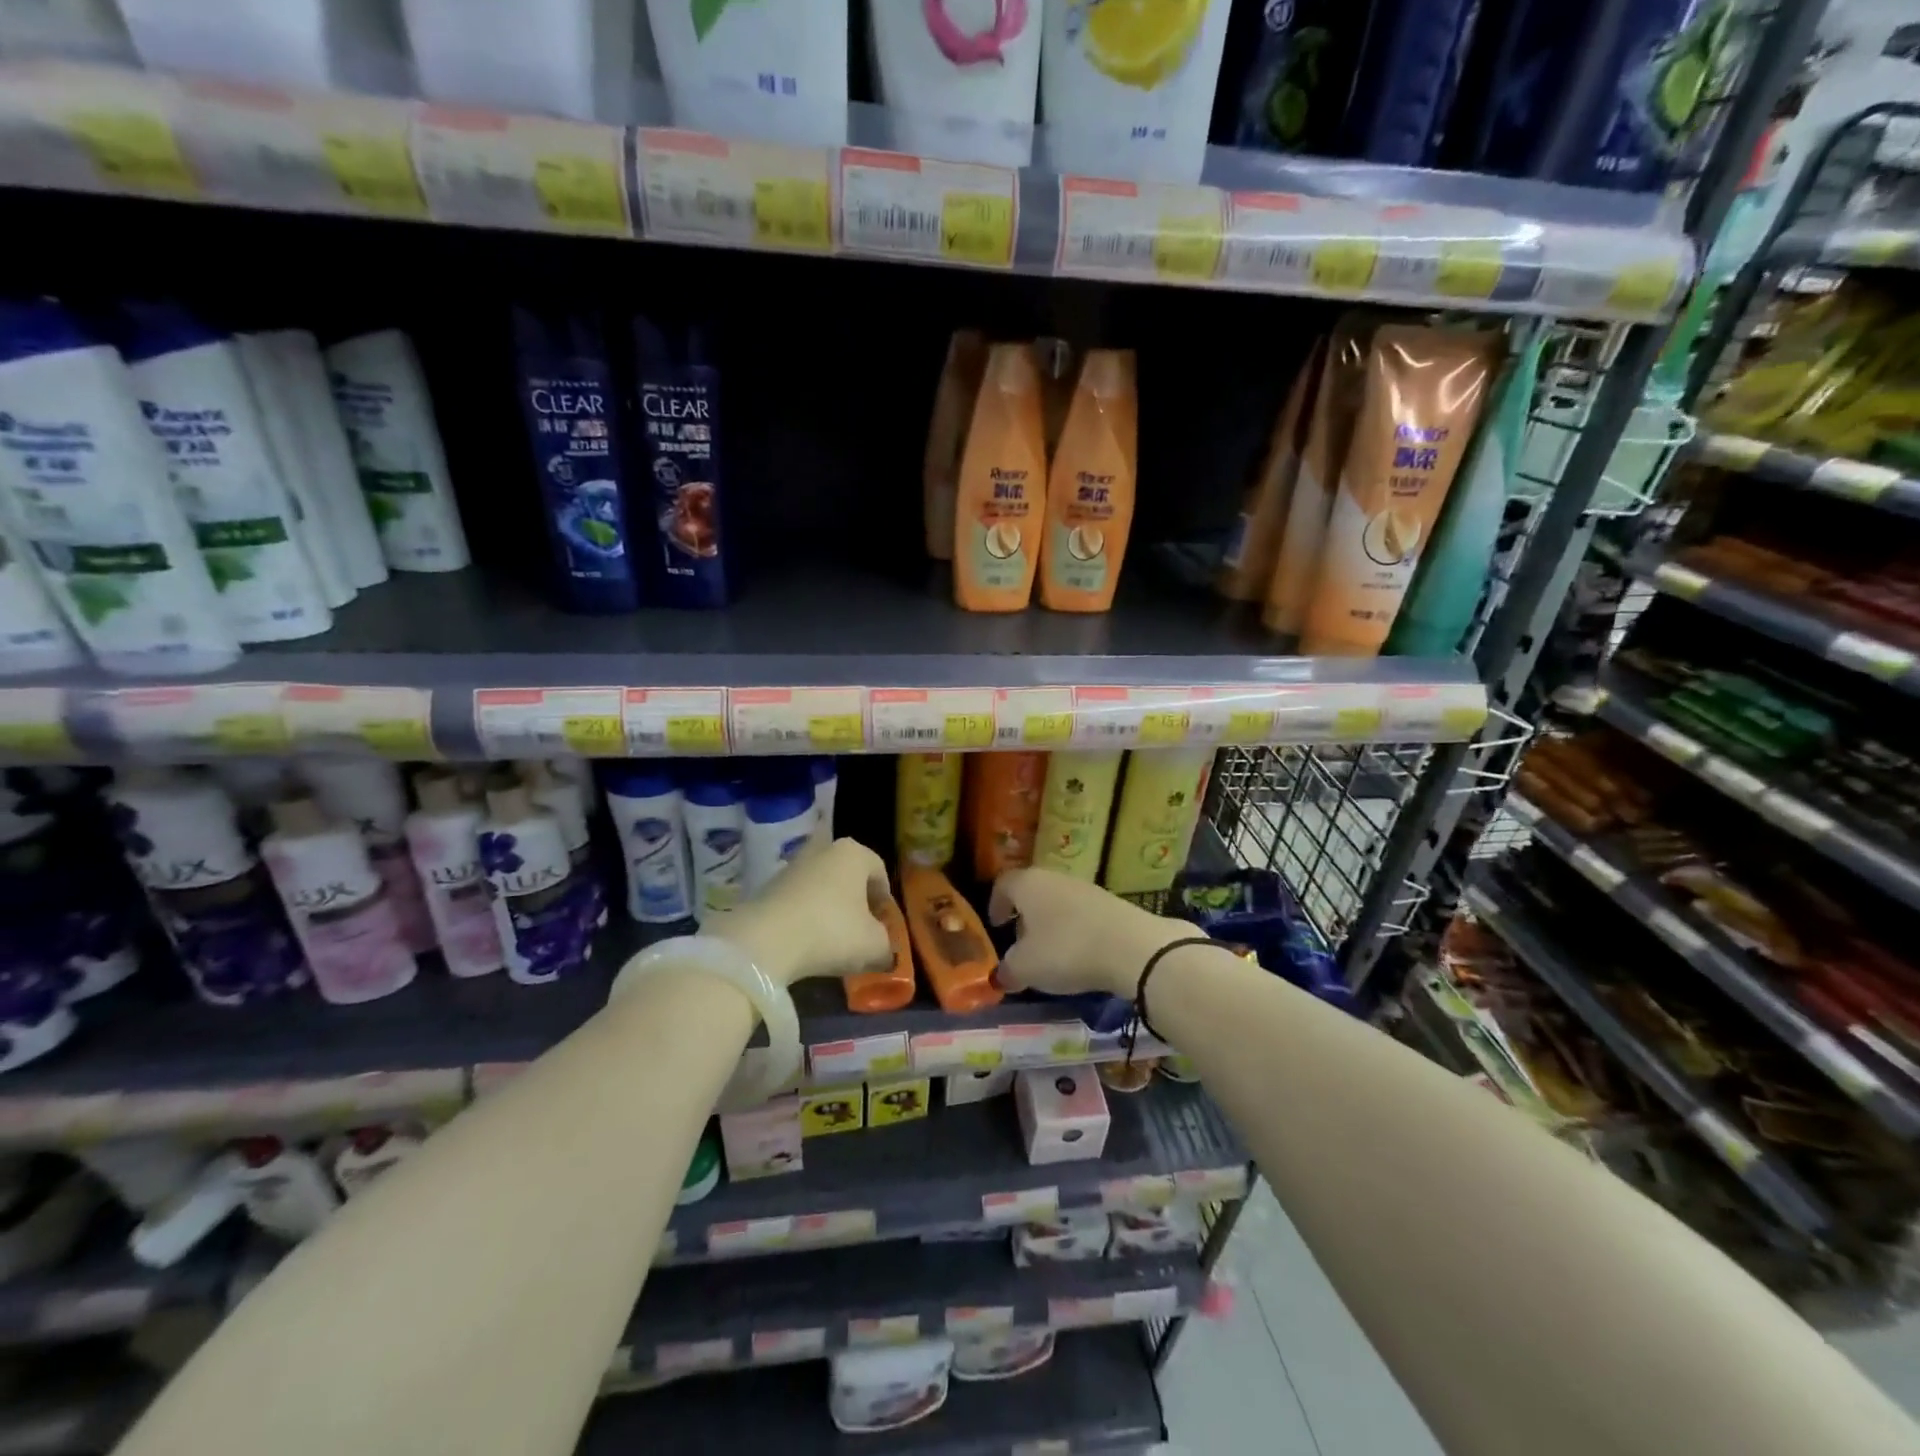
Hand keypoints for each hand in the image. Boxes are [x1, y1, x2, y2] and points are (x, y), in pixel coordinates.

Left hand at [712, 838, 893, 986]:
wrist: (765, 941)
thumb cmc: (831, 932)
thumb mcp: (873, 945)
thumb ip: (887, 945)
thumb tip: (885, 951)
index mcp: (854, 853)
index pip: (880, 872)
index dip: (885, 901)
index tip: (884, 926)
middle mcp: (824, 850)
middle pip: (849, 876)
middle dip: (857, 902)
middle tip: (861, 931)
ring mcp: (793, 866)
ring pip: (823, 887)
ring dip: (831, 909)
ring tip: (833, 940)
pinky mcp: (769, 885)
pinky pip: (800, 899)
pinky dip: (807, 916)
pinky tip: (807, 940)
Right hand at [988, 868, 1190, 999]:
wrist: (1132, 948)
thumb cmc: (1066, 950)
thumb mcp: (1026, 968)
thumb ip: (1008, 970)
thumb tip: (1002, 975)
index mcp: (1028, 884)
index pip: (1003, 884)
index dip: (995, 904)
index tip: (996, 925)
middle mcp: (1055, 878)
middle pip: (1032, 892)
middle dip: (1024, 917)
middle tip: (1021, 944)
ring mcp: (1086, 888)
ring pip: (1058, 902)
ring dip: (1051, 925)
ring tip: (1051, 955)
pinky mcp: (1111, 903)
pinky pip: (1082, 914)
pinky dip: (1075, 931)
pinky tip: (1080, 955)